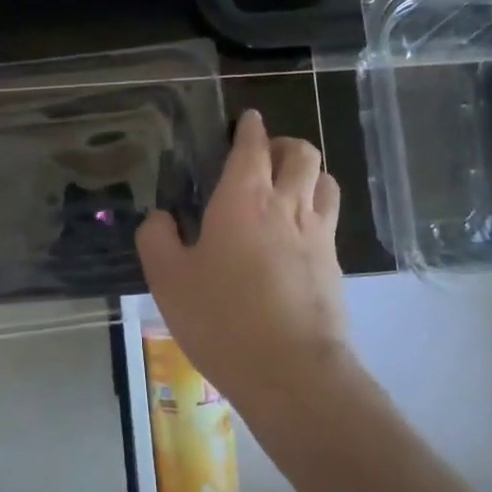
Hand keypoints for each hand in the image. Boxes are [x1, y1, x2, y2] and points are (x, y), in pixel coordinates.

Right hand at [135, 110, 349, 416]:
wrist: (292, 371)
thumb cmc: (222, 318)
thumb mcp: (168, 280)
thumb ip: (157, 239)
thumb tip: (160, 218)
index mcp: (244, 198)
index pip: (253, 146)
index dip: (250, 128)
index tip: (248, 120)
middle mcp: (287, 204)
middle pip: (302, 153)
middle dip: (284, 144)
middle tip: (266, 156)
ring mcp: (318, 233)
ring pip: (325, 180)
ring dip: (308, 172)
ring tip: (289, 186)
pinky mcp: (335, 264)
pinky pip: (330, 218)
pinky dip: (317, 208)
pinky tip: (299, 232)